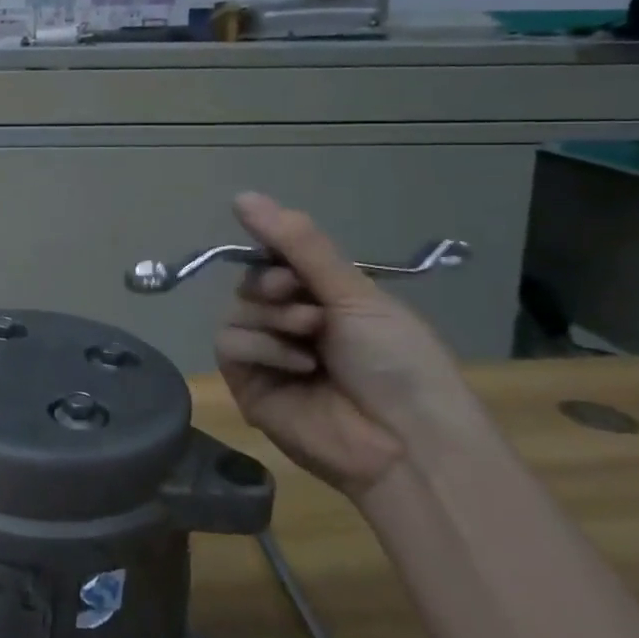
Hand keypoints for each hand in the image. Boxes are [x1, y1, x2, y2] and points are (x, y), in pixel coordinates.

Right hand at [214, 193, 476, 499]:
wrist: (408, 442)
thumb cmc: (397, 362)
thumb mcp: (355, 293)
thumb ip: (298, 245)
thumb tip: (242, 195)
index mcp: (324, 301)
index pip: (275, 261)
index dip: (273, 253)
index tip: (290, 261)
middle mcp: (292, 325)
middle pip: (251, 284)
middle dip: (274, 288)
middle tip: (309, 307)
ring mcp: (268, 357)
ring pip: (236, 311)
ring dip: (273, 318)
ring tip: (311, 338)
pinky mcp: (249, 386)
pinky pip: (230, 345)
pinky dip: (261, 348)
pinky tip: (297, 365)